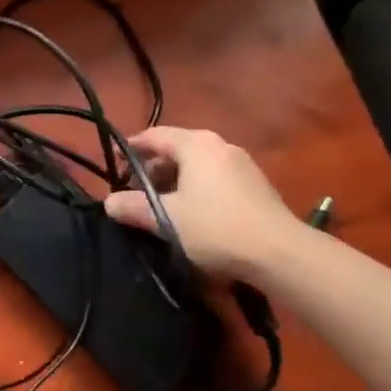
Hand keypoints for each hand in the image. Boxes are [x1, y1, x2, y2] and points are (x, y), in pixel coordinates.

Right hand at [103, 127, 298, 279]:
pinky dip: (196, 189)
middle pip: (175, 149)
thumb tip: (108, 203)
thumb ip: (134, 207)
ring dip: (174, 182)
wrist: (281, 254)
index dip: (130, 148)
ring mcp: (241, 164)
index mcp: (196, 144)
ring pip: (196, 166)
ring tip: (161, 207)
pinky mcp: (256, 185)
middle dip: (151, 169)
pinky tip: (192, 216)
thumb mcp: (166, 219)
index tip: (113, 164)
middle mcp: (219, 145)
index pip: (153, 136)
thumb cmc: (216, 227)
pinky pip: (215, 179)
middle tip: (135, 193)